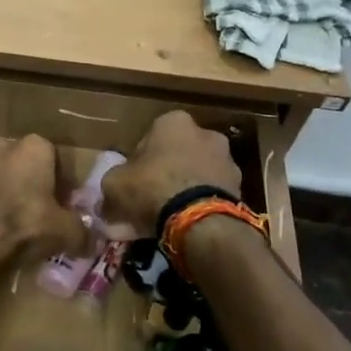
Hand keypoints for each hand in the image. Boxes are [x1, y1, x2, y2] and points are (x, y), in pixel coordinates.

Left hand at [0, 135, 87, 259]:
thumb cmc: (24, 223)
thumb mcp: (65, 232)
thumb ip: (83, 234)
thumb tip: (93, 242)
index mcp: (34, 147)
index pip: (56, 160)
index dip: (62, 186)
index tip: (63, 208)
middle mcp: (2, 146)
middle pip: (24, 166)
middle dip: (31, 186)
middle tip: (38, 216)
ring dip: (4, 196)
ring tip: (11, 227)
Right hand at [101, 111, 243, 236]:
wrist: (201, 221)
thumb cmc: (153, 187)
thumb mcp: (114, 184)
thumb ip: (112, 182)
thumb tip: (111, 192)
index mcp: (174, 122)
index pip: (148, 138)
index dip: (136, 162)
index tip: (130, 183)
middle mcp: (205, 134)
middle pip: (174, 156)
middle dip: (161, 176)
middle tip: (146, 202)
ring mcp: (227, 161)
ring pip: (193, 177)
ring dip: (180, 193)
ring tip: (163, 221)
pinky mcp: (238, 189)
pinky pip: (208, 196)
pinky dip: (196, 208)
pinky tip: (181, 228)